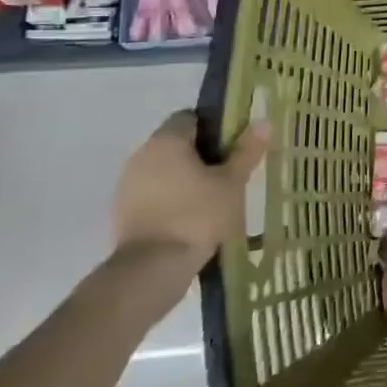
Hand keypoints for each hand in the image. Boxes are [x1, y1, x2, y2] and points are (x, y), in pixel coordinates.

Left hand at [112, 113, 272, 280]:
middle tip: (229, 174)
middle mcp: (141, 155)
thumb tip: (263, 122)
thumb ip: (246, 151)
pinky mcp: (123, 213)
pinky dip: (170, 200)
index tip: (233, 146)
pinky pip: (153, 195)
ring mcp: (127, 185)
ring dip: (185, 179)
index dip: (214, 127)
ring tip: (213, 200)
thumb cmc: (197, 215)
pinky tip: (191, 219)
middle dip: (201, 155)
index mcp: (166, 140)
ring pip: (163, 171)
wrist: (152, 269)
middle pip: (176, 144)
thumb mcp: (232, 182)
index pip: (190, 117)